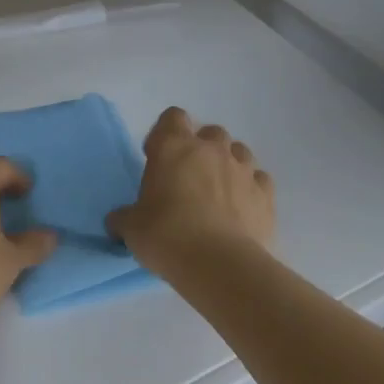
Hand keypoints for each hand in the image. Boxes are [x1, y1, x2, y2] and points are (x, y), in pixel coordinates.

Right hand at [107, 107, 274, 276]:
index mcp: (173, 147)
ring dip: (228, 165)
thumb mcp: (132, 228)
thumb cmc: (167, 235)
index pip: (172, 117)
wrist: (220, 265)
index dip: (164, 134)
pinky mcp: (266, 195)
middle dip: (201, 149)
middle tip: (189, 177)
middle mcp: (211, 149)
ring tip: (218, 192)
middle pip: (210, 132)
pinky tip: (242, 209)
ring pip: (239, 152)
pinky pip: (259, 180)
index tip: (157, 158)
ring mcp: (243, 170)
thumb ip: (124, 217)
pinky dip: (251, 189)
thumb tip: (117, 220)